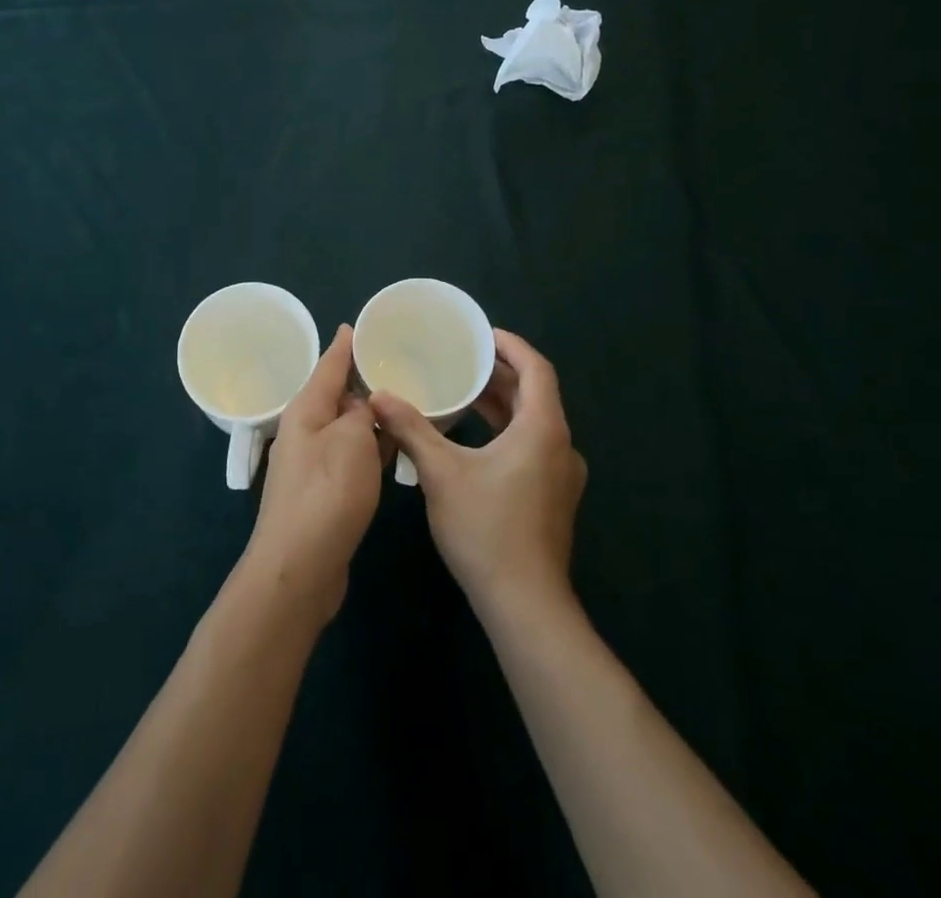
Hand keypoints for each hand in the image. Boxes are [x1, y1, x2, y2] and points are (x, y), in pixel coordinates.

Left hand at [243, 325, 388, 625]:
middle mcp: (304, 431)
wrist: (299, 568)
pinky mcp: (322, 493)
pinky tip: (392, 450)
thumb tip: (360, 407)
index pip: (329, 365)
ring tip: (403, 404)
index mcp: (306, 409)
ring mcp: (311, 464)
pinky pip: (350, 457)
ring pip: (345, 428)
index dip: (345, 345)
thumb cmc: (327, 494)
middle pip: (336, 395)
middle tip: (397, 366)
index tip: (358, 325)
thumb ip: (361, 413)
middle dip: (363, 381)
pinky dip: (369, 449)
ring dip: (369, 418)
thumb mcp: (351, 440)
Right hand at [372, 329, 586, 620]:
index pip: (537, 368)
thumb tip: (379, 397)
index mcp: (543, 429)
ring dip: (502, 404)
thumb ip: (411, 429)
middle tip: (462, 360)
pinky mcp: (553, 498)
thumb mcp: (441, 473)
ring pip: (533, 423)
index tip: (481, 335)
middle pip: (535, 394)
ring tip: (462, 392)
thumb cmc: (486, 529)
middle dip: (499, 374)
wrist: (524, 604)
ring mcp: (561, 475)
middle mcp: (561, 446)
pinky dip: (506, 431)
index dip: (511, 346)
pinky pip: (532, 446)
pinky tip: (473, 440)